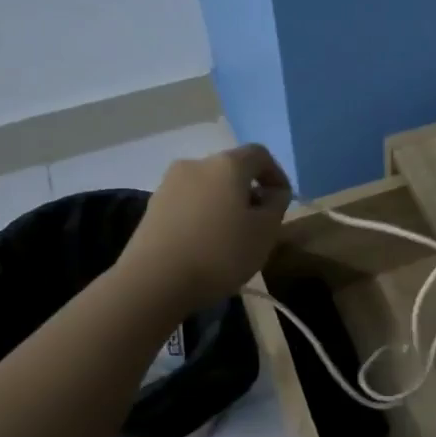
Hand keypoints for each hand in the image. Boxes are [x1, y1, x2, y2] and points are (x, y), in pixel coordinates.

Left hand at [129, 145, 292, 309]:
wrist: (154, 281)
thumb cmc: (220, 252)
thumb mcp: (266, 232)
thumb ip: (277, 205)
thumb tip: (272, 193)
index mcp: (227, 164)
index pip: (259, 155)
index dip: (276, 174)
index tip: (283, 202)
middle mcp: (196, 164)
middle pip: (231, 170)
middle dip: (249, 191)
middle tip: (259, 222)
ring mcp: (169, 184)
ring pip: (208, 187)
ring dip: (224, 204)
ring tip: (231, 236)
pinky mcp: (152, 207)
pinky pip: (188, 203)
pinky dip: (203, 216)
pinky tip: (205, 244)